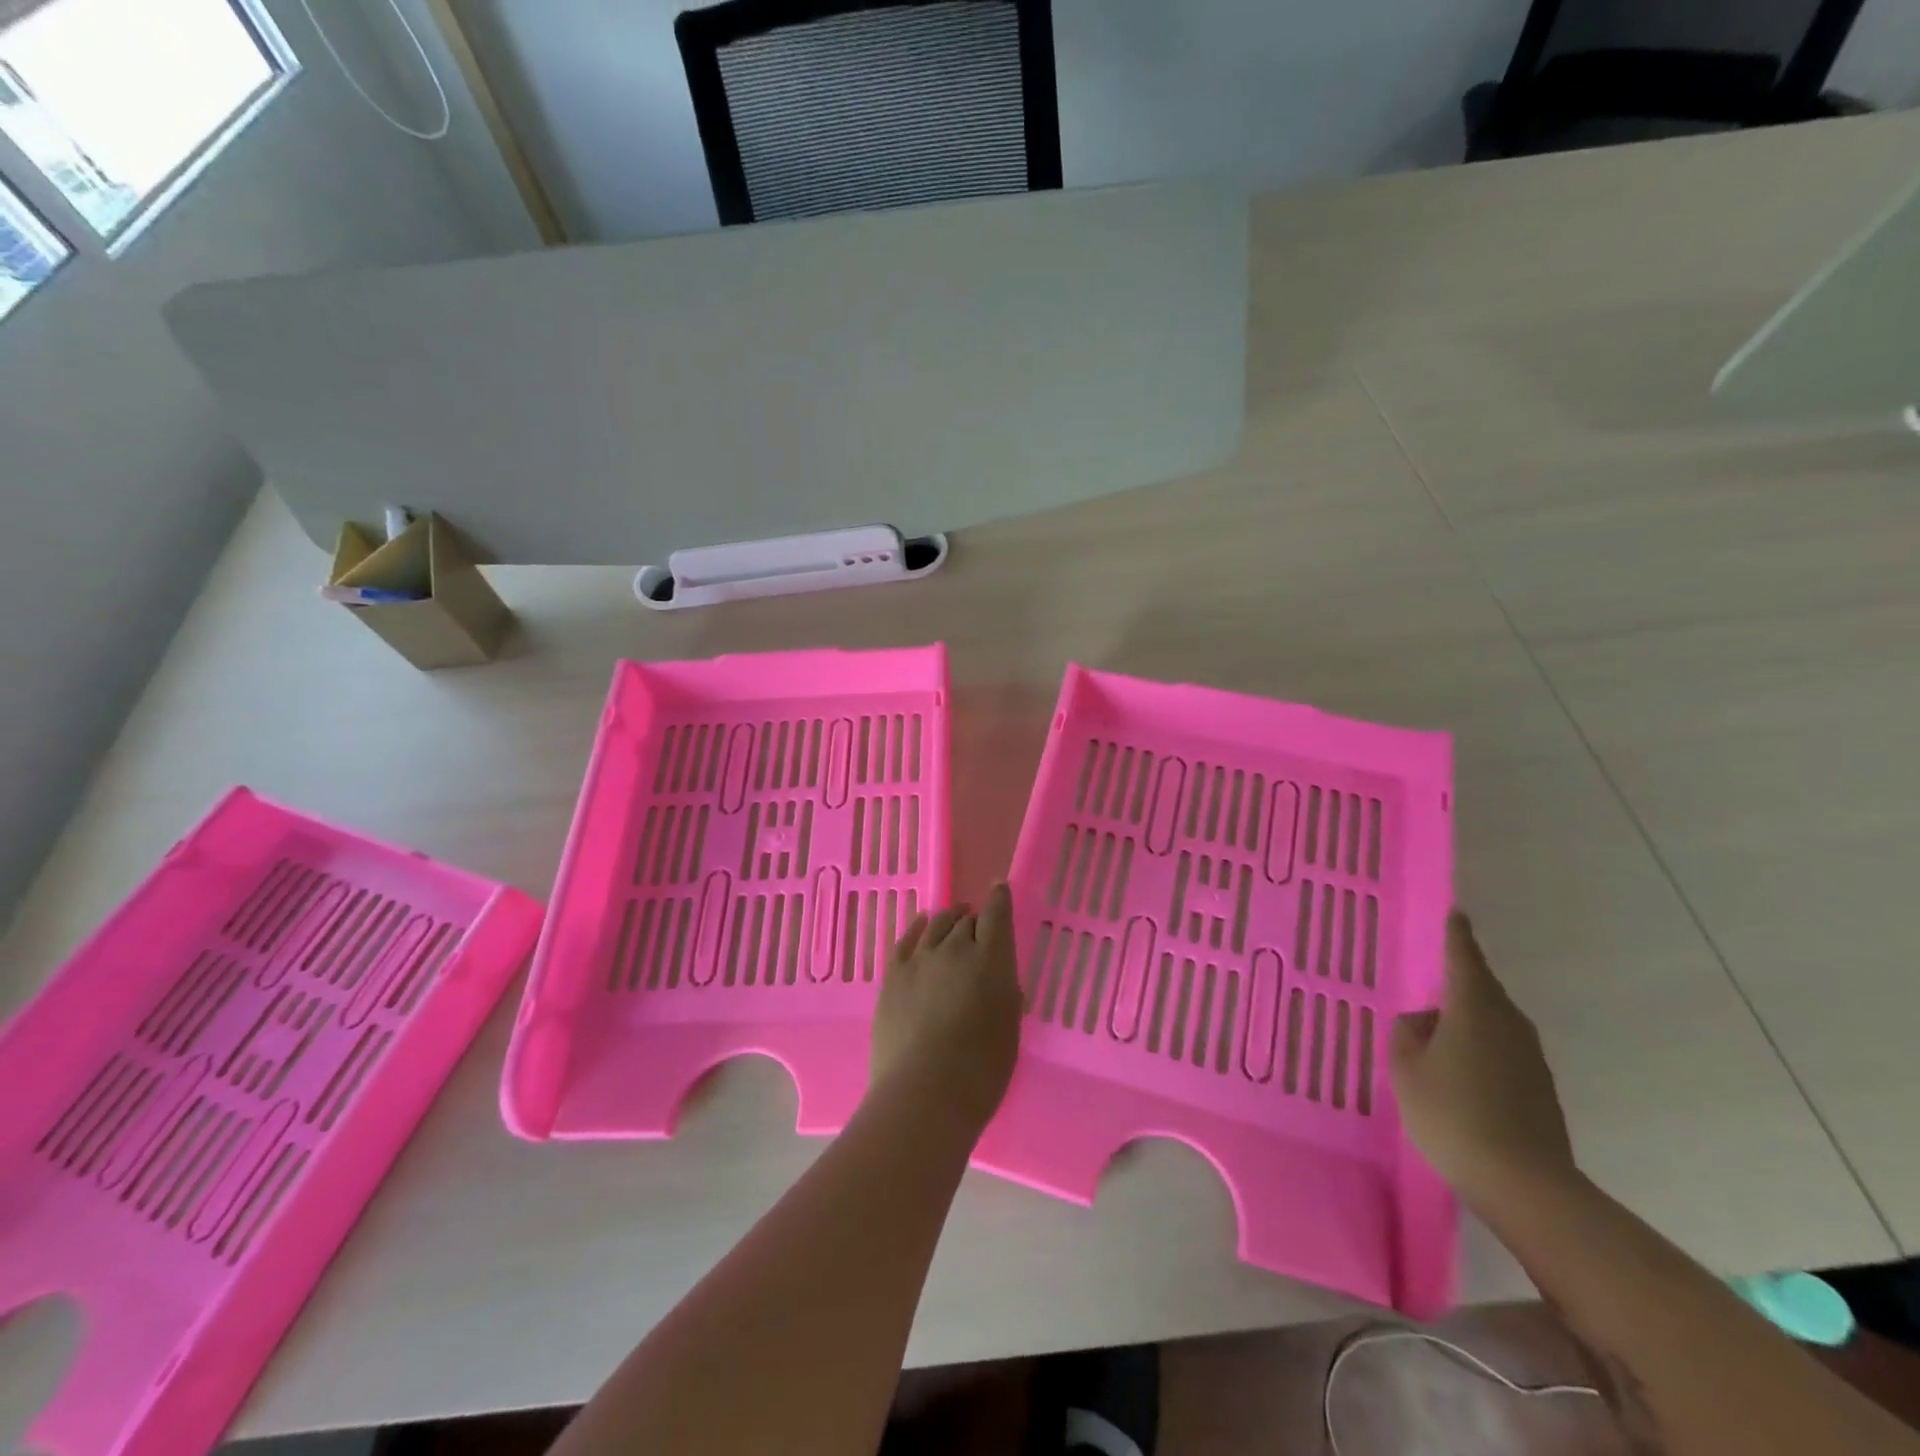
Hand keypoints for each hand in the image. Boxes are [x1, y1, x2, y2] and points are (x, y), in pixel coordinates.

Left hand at [868, 883, 1022, 1132]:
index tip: (1001, 889)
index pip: (997, 914)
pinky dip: (918, 927)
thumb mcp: (1009, 1029)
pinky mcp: (893, 976)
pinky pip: (906, 940)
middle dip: (975, 918)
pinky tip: (922, 924)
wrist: (924, 1093)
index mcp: (991, 959)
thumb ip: (1005, 994)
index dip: (1000, 898)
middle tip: (979, 926)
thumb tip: (996, 978)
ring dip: (949, 920)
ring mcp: (920, 960)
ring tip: (954, 919)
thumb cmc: (981, 1070)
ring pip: (937, 924)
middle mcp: (955, 948)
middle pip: (966, 920)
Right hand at [1390, 911, 1577, 1212]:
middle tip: (1425, 989)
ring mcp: (1531, 1057)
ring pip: (1491, 1023)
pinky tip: (1458, 1077)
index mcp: (1475, 1008)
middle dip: (1455, 986)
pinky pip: (1501, 1051)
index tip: (1456, 913)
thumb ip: (1408, 1033)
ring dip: (1465, 1024)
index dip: (1457, 935)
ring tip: (1435, 1041)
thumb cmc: (1453, 1114)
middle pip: (1480, 991)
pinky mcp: (1540, 1087)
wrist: (1525, 1186)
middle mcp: (1509, 1023)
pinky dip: (1478, 1051)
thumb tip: (1424, 1020)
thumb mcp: (1407, 1069)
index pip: (1464, 958)